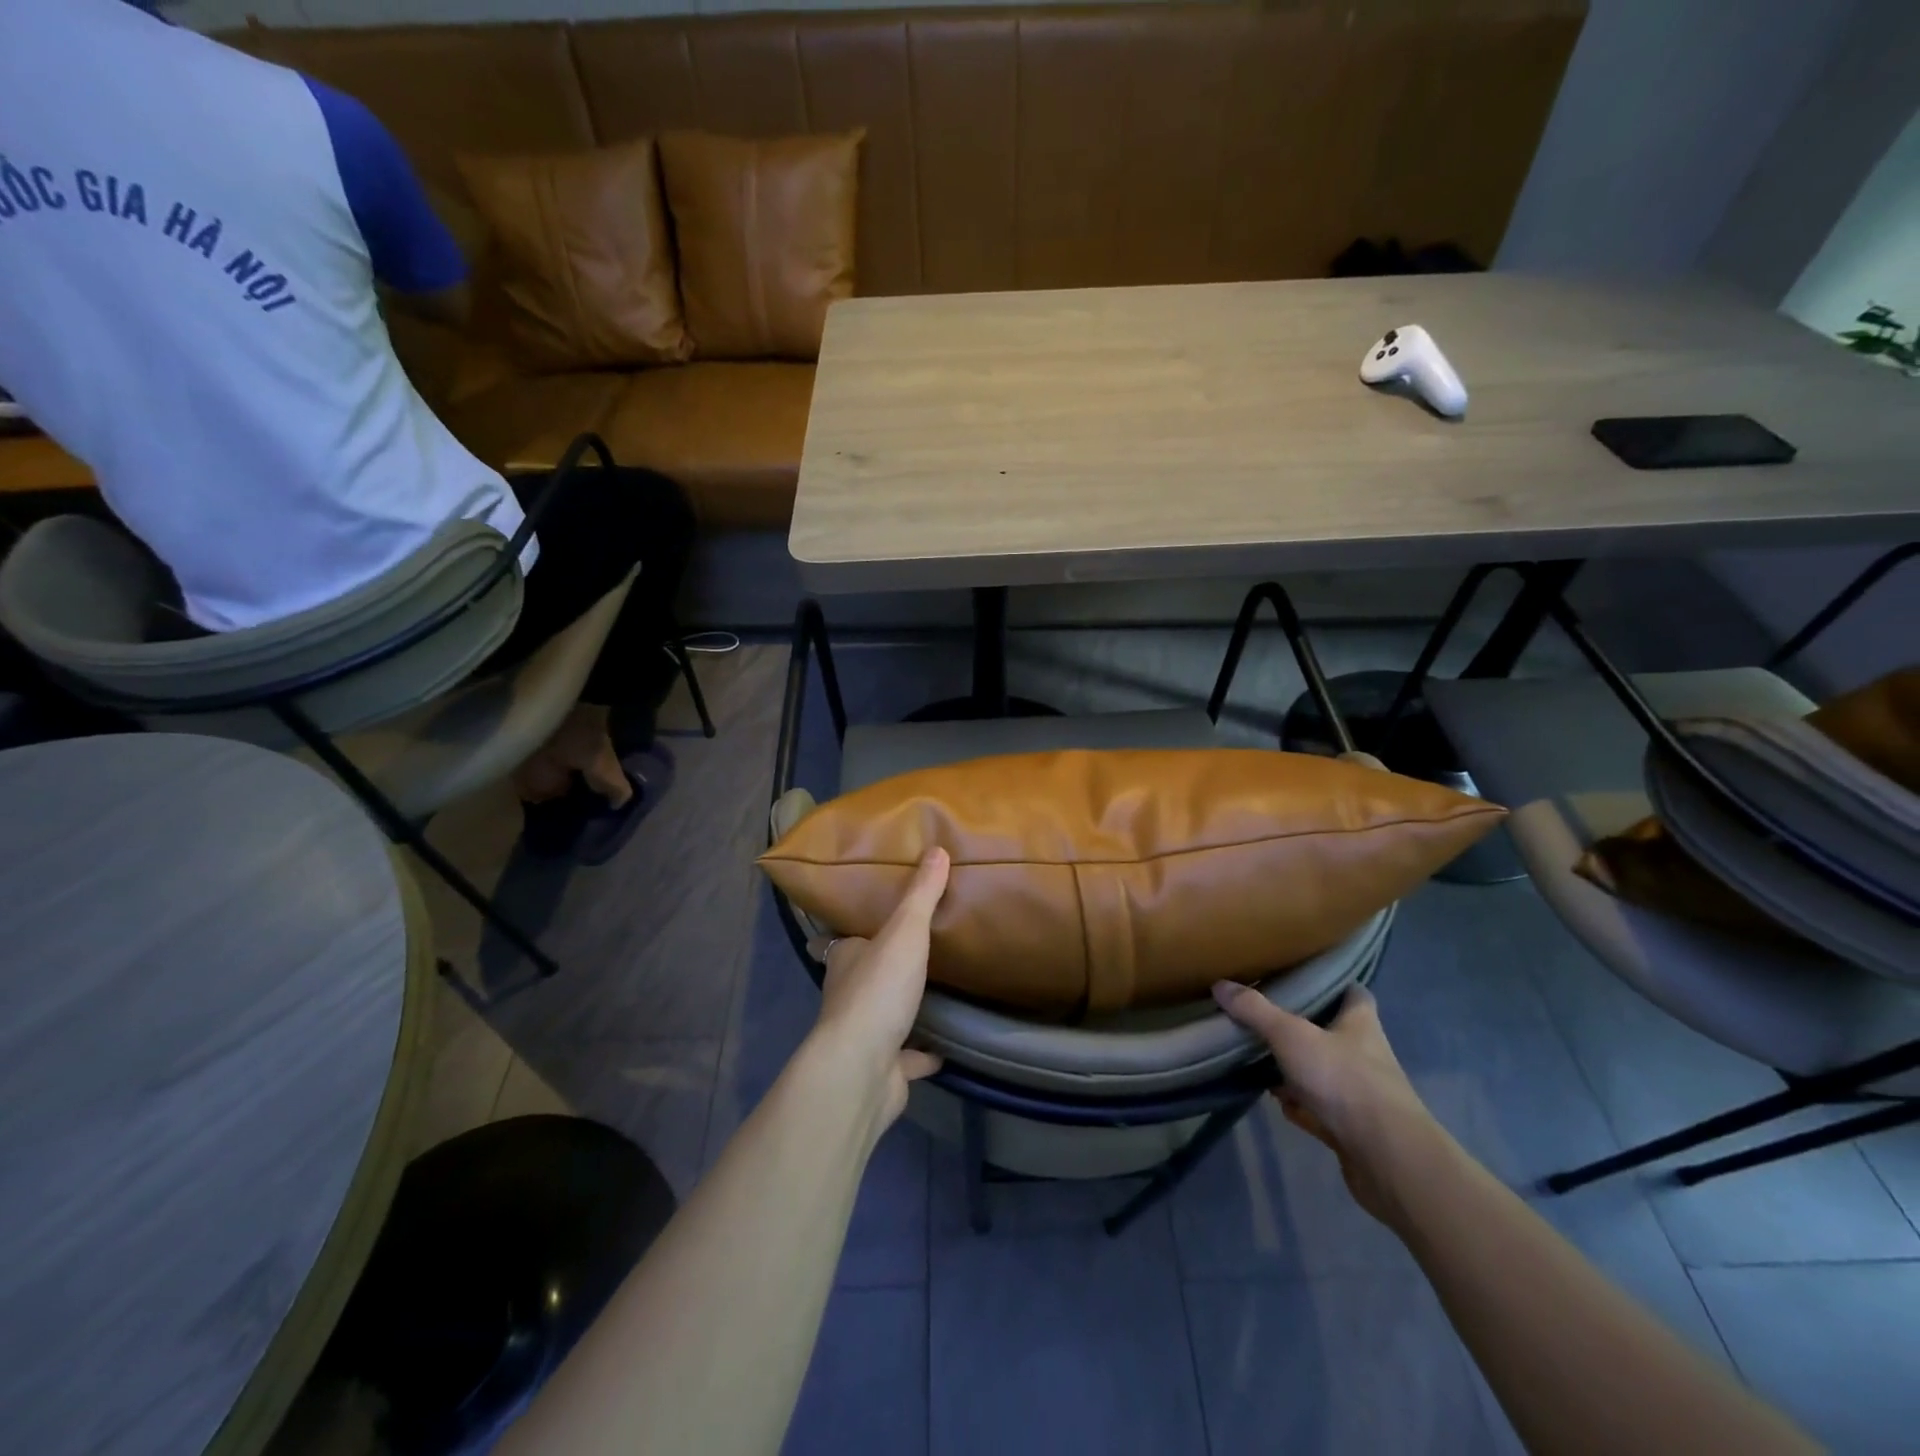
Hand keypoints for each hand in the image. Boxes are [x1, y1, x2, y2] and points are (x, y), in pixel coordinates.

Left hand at [808, 848, 950, 1126]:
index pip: (844, 938)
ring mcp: (863, 1035)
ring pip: (883, 1015)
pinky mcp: (883, 1069)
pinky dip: (922, 1054)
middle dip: (882, 966)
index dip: (855, 930)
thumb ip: (921, 894)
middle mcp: (847, 994)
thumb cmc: (877, 990)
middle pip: (863, 974)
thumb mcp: (904, 932)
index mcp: (845, 959)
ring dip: (901, 1008)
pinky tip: (944, 1049)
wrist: (861, 1069)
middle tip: (914, 949)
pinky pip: (906, 1057)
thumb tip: (937, 848)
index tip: (873, 920)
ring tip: (933, 991)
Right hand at [1212, 982, 1440, 1225]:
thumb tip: (1220, 984)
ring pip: (1324, 1072)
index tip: (1302, 979)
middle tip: (1265, 1021)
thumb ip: (1255, 1011)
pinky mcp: (1353, 1128)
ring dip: (1297, 1071)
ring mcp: (1361, 1093)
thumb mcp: (1292, 1036)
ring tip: (1262, 1062)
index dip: (1333, 984)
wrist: (1387, 1159)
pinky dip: (1301, 1106)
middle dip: (1302, 1029)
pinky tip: (1280, 1104)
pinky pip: (1320, 1108)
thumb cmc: (1345, 1081)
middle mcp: (1366, 1054)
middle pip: (1333, 1032)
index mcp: (1360, 1023)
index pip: (1354, 993)